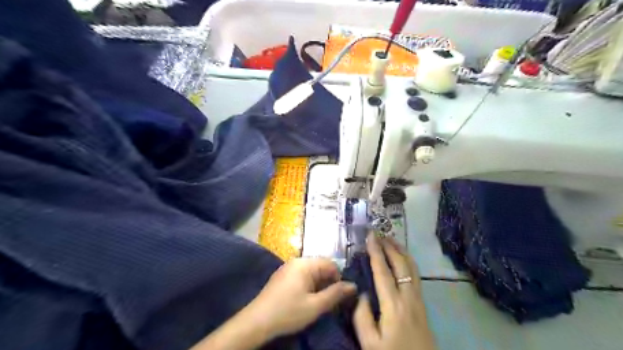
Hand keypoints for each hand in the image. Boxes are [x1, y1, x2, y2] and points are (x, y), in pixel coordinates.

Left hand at [246, 258, 357, 339]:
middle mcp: (297, 261)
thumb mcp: (315, 306)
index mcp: (305, 264)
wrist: (257, 321)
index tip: (340, 296)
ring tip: (319, 302)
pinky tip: (307, 299)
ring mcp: (288, 267)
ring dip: (319, 285)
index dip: (339, 278)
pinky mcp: (283, 276)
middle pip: (321, 266)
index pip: (330, 264)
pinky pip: (302, 275)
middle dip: (328, 282)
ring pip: (312, 272)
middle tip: (330, 301)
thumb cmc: (288, 312)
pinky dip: (309, 285)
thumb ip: (335, 294)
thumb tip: (353, 285)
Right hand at [352, 235, 434, 349]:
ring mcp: (418, 299)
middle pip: (401, 264)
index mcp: (393, 305)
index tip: (370, 236)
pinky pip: (416, 275)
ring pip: (411, 267)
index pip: (383, 271)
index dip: (376, 251)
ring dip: (400, 251)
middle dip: (389, 246)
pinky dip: (408, 261)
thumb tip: (362, 292)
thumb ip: (361, 316)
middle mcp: (408, 296)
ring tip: (390, 239)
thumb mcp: (369, 343)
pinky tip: (402, 259)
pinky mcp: (422, 303)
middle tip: (379, 233)